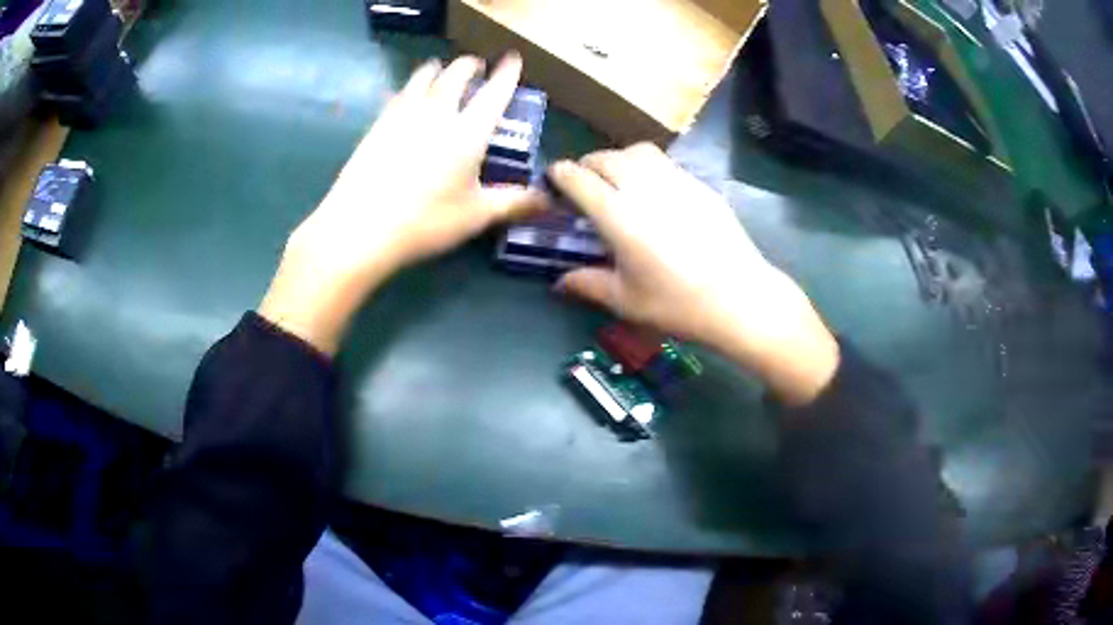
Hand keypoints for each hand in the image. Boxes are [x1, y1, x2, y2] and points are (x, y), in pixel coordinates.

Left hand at [260, 53, 543, 354]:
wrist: (359, 227)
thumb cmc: (425, 221)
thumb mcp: (475, 215)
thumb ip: (513, 202)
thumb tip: (548, 199)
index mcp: (468, 131)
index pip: (495, 92)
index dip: (507, 73)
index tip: (512, 58)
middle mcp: (438, 112)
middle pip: (456, 75)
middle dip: (469, 65)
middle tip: (476, 65)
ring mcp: (403, 114)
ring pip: (424, 77)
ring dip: (438, 68)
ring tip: (441, 68)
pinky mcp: (377, 124)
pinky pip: (399, 93)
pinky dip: (410, 86)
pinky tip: (407, 94)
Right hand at [550, 144, 839, 404]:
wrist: (741, 298)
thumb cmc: (679, 304)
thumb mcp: (626, 301)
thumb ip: (588, 284)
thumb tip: (560, 282)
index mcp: (618, 216)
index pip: (579, 179)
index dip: (560, 175)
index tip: (554, 179)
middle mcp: (644, 188)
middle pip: (605, 158)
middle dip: (587, 165)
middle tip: (584, 184)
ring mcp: (676, 181)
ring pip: (637, 151)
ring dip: (618, 159)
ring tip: (618, 180)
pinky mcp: (700, 185)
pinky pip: (666, 163)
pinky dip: (648, 167)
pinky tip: (654, 193)